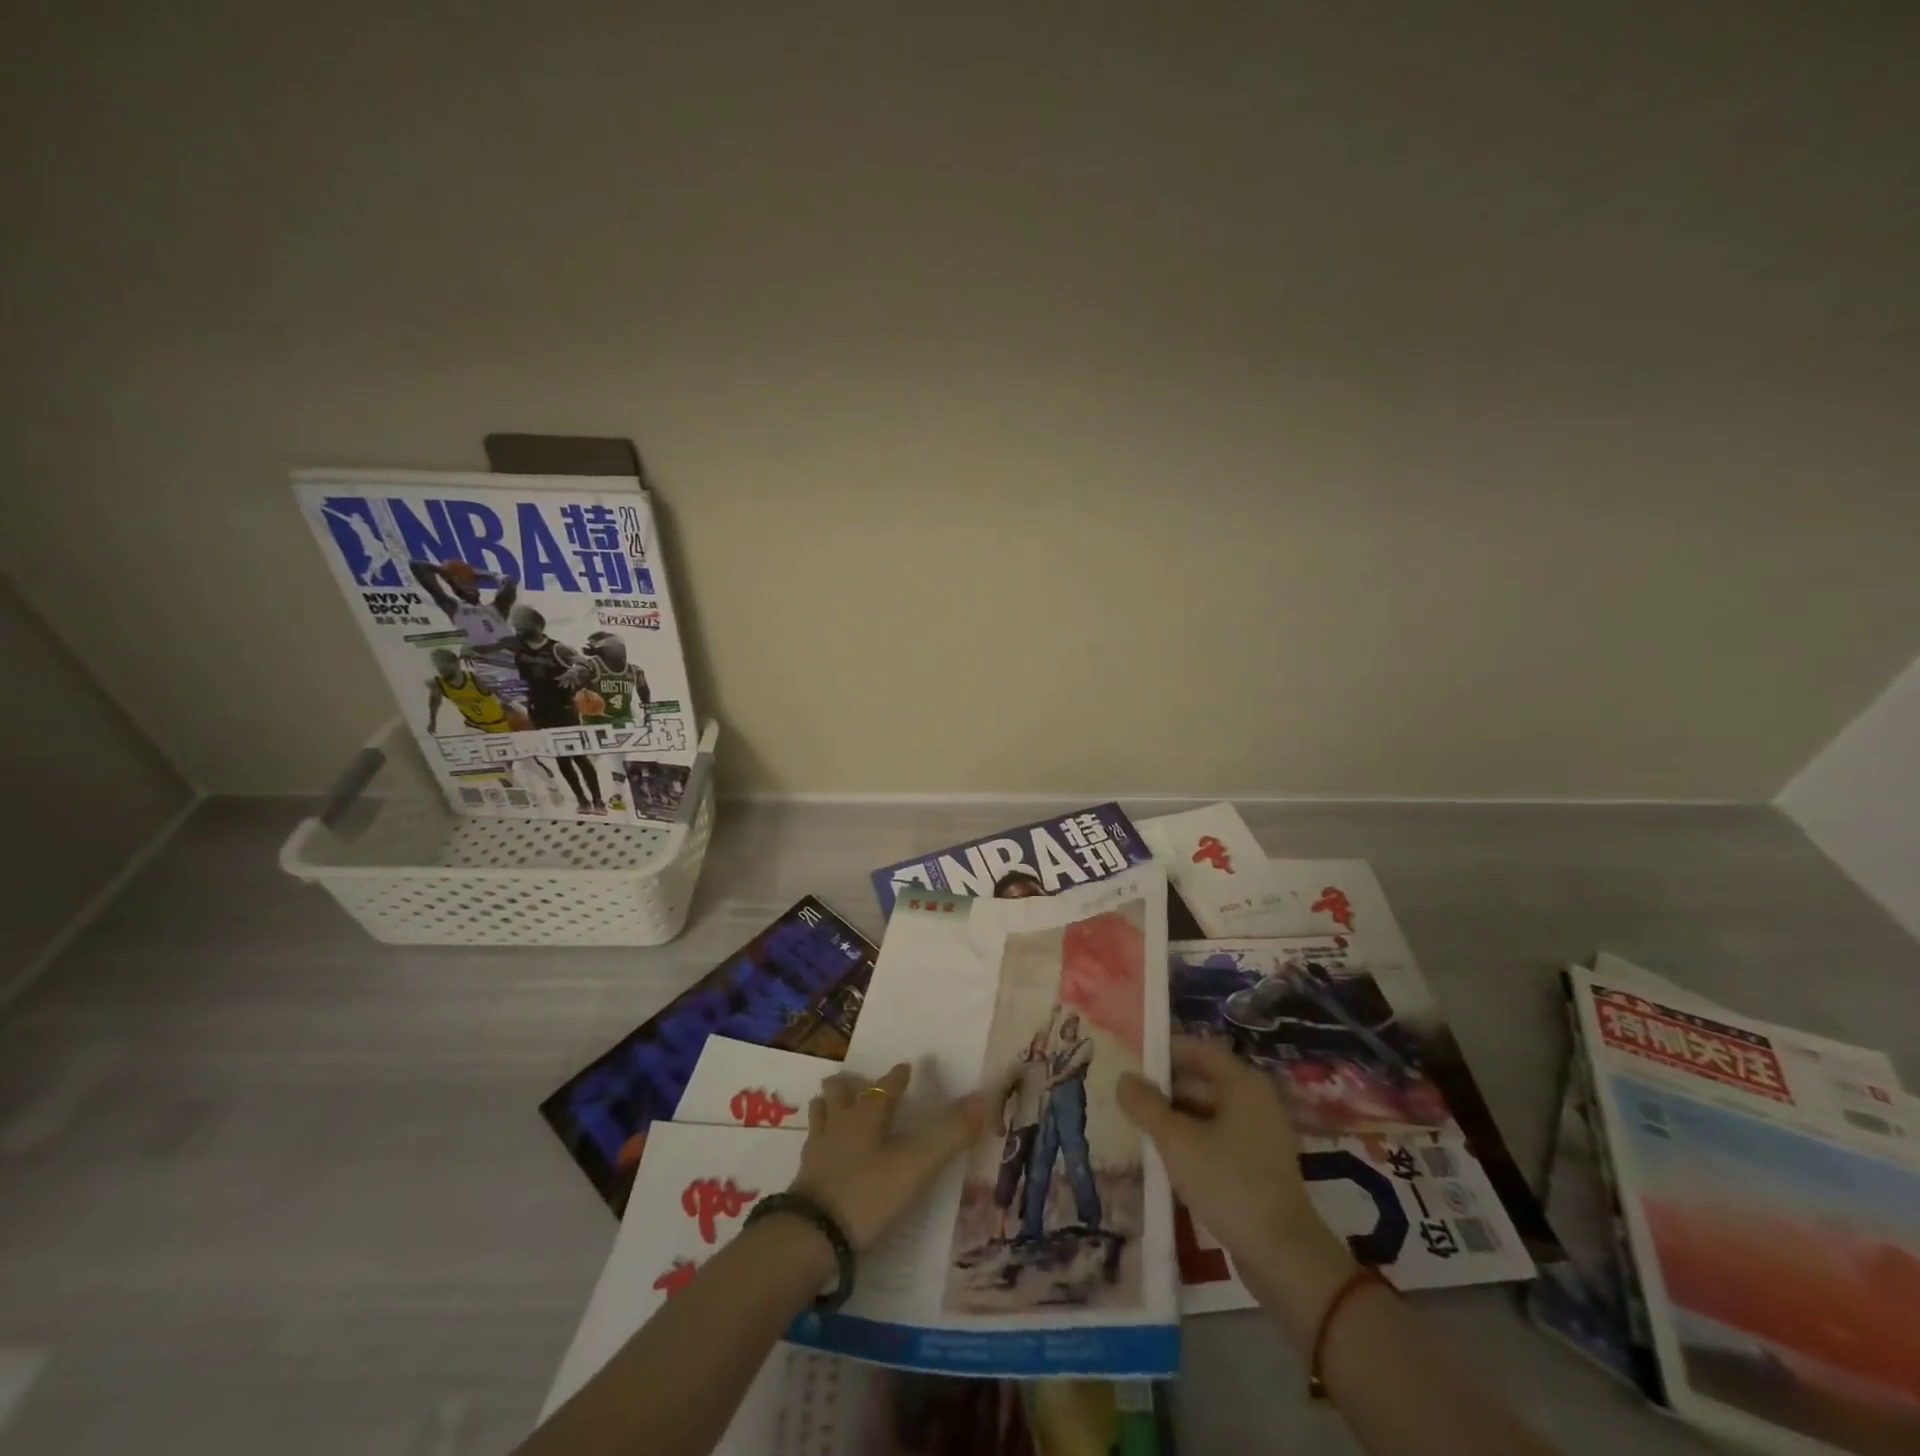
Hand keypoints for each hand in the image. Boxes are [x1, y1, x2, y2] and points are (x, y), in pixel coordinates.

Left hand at [791, 1063, 989, 1250]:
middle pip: (841, 1093)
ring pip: (821, 1115)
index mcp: (868, 1114)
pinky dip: (819, 1140)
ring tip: (832, 1105)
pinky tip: (822, 1151)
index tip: (906, 1067)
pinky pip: (812, 1147)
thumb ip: (951, 1133)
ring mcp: (818, 1150)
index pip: (885, 1086)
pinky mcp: (804, 1178)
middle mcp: (840, 1123)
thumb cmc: (868, 1192)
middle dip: (850, 1085)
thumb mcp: (917, 1164)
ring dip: (828, 1106)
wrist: (811, 1237)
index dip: (897, 1076)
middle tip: (858, 1083)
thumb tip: (984, 1096)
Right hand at [1117, 1036, 1351, 1285]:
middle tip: (1126, 1095)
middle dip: (1164, 1088)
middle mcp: (1254, 1101)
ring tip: (1136, 1125)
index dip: (1165, 1051)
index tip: (1131, 1060)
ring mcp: (1258, 1135)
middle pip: (1202, 1080)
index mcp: (1243, 1084)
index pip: (1198, 1049)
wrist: (1284, 1257)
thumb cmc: (1229, 1183)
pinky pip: (1216, 1139)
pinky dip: (1190, 1141)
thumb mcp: (1177, 1142)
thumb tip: (1123, 1078)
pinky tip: (1163, 1156)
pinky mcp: (1256, 1166)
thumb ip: (1147, 1106)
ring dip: (1174, 1118)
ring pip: (1206, 1113)